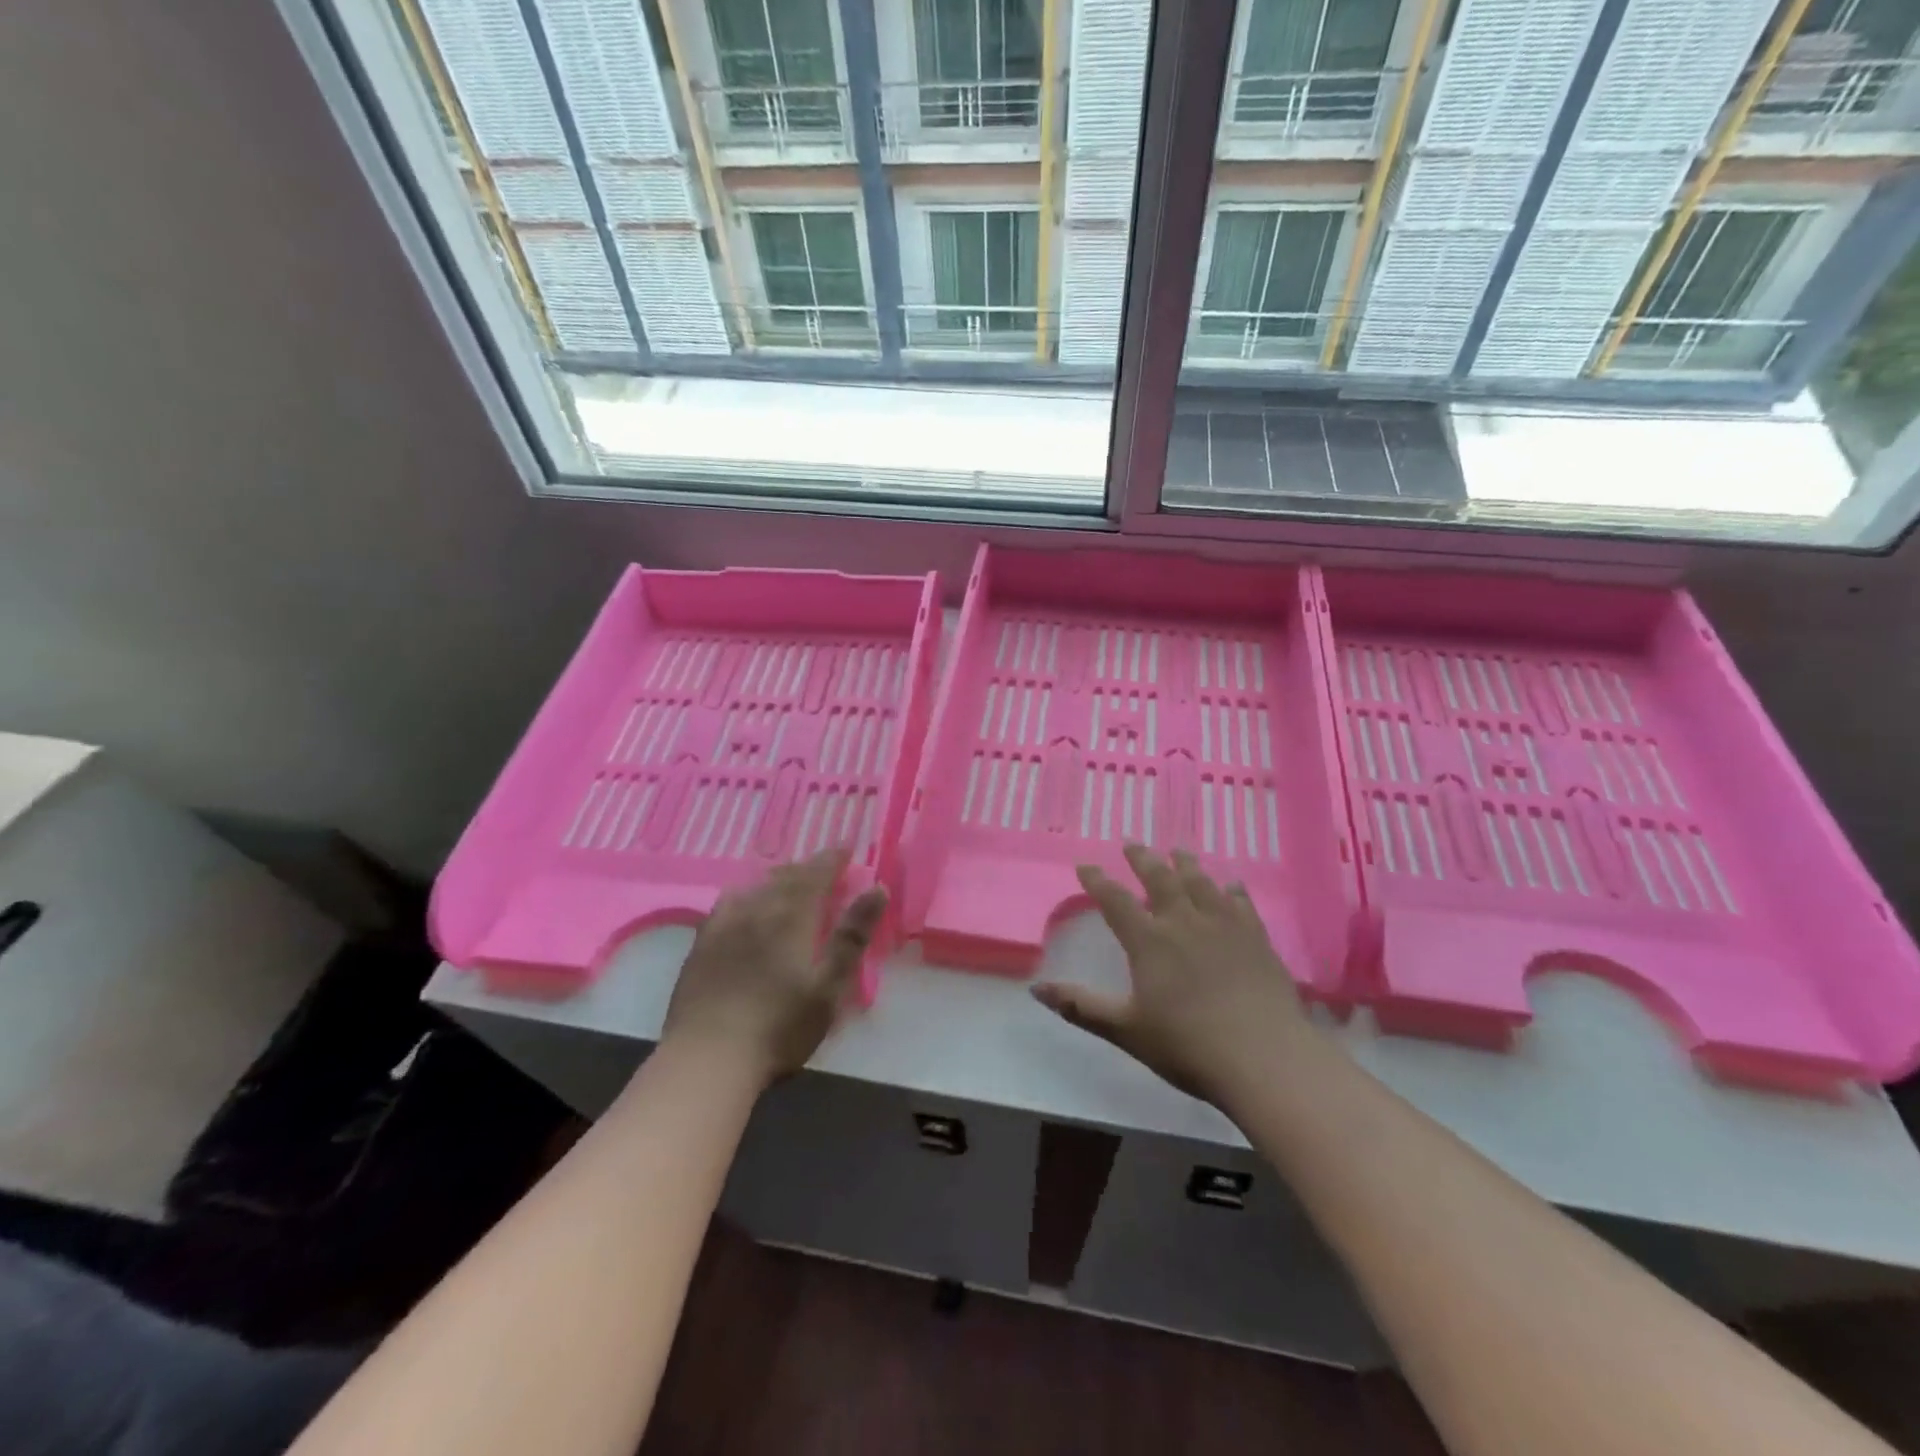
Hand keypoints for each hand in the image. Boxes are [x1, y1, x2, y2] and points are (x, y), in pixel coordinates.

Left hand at [661, 848, 886, 1089]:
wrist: (707, 1058)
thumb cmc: (780, 1027)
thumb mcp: (829, 986)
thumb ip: (852, 936)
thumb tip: (877, 888)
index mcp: (791, 917)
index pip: (815, 875)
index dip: (832, 859)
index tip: (846, 849)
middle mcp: (757, 910)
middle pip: (785, 877)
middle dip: (808, 868)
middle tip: (824, 869)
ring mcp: (724, 926)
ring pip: (755, 887)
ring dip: (777, 879)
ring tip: (789, 881)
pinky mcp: (702, 945)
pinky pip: (726, 904)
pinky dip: (745, 895)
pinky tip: (744, 904)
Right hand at [1032, 844, 1312, 1105]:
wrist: (1264, 1058)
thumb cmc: (1187, 1045)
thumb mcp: (1125, 1030)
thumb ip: (1080, 1006)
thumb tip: (1035, 989)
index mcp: (1148, 941)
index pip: (1115, 900)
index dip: (1097, 881)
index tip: (1085, 866)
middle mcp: (1184, 922)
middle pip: (1160, 879)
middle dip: (1142, 859)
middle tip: (1132, 844)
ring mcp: (1224, 926)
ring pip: (1200, 883)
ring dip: (1186, 864)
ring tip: (1177, 852)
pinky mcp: (1257, 938)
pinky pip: (1241, 903)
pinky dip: (1232, 890)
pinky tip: (1232, 885)